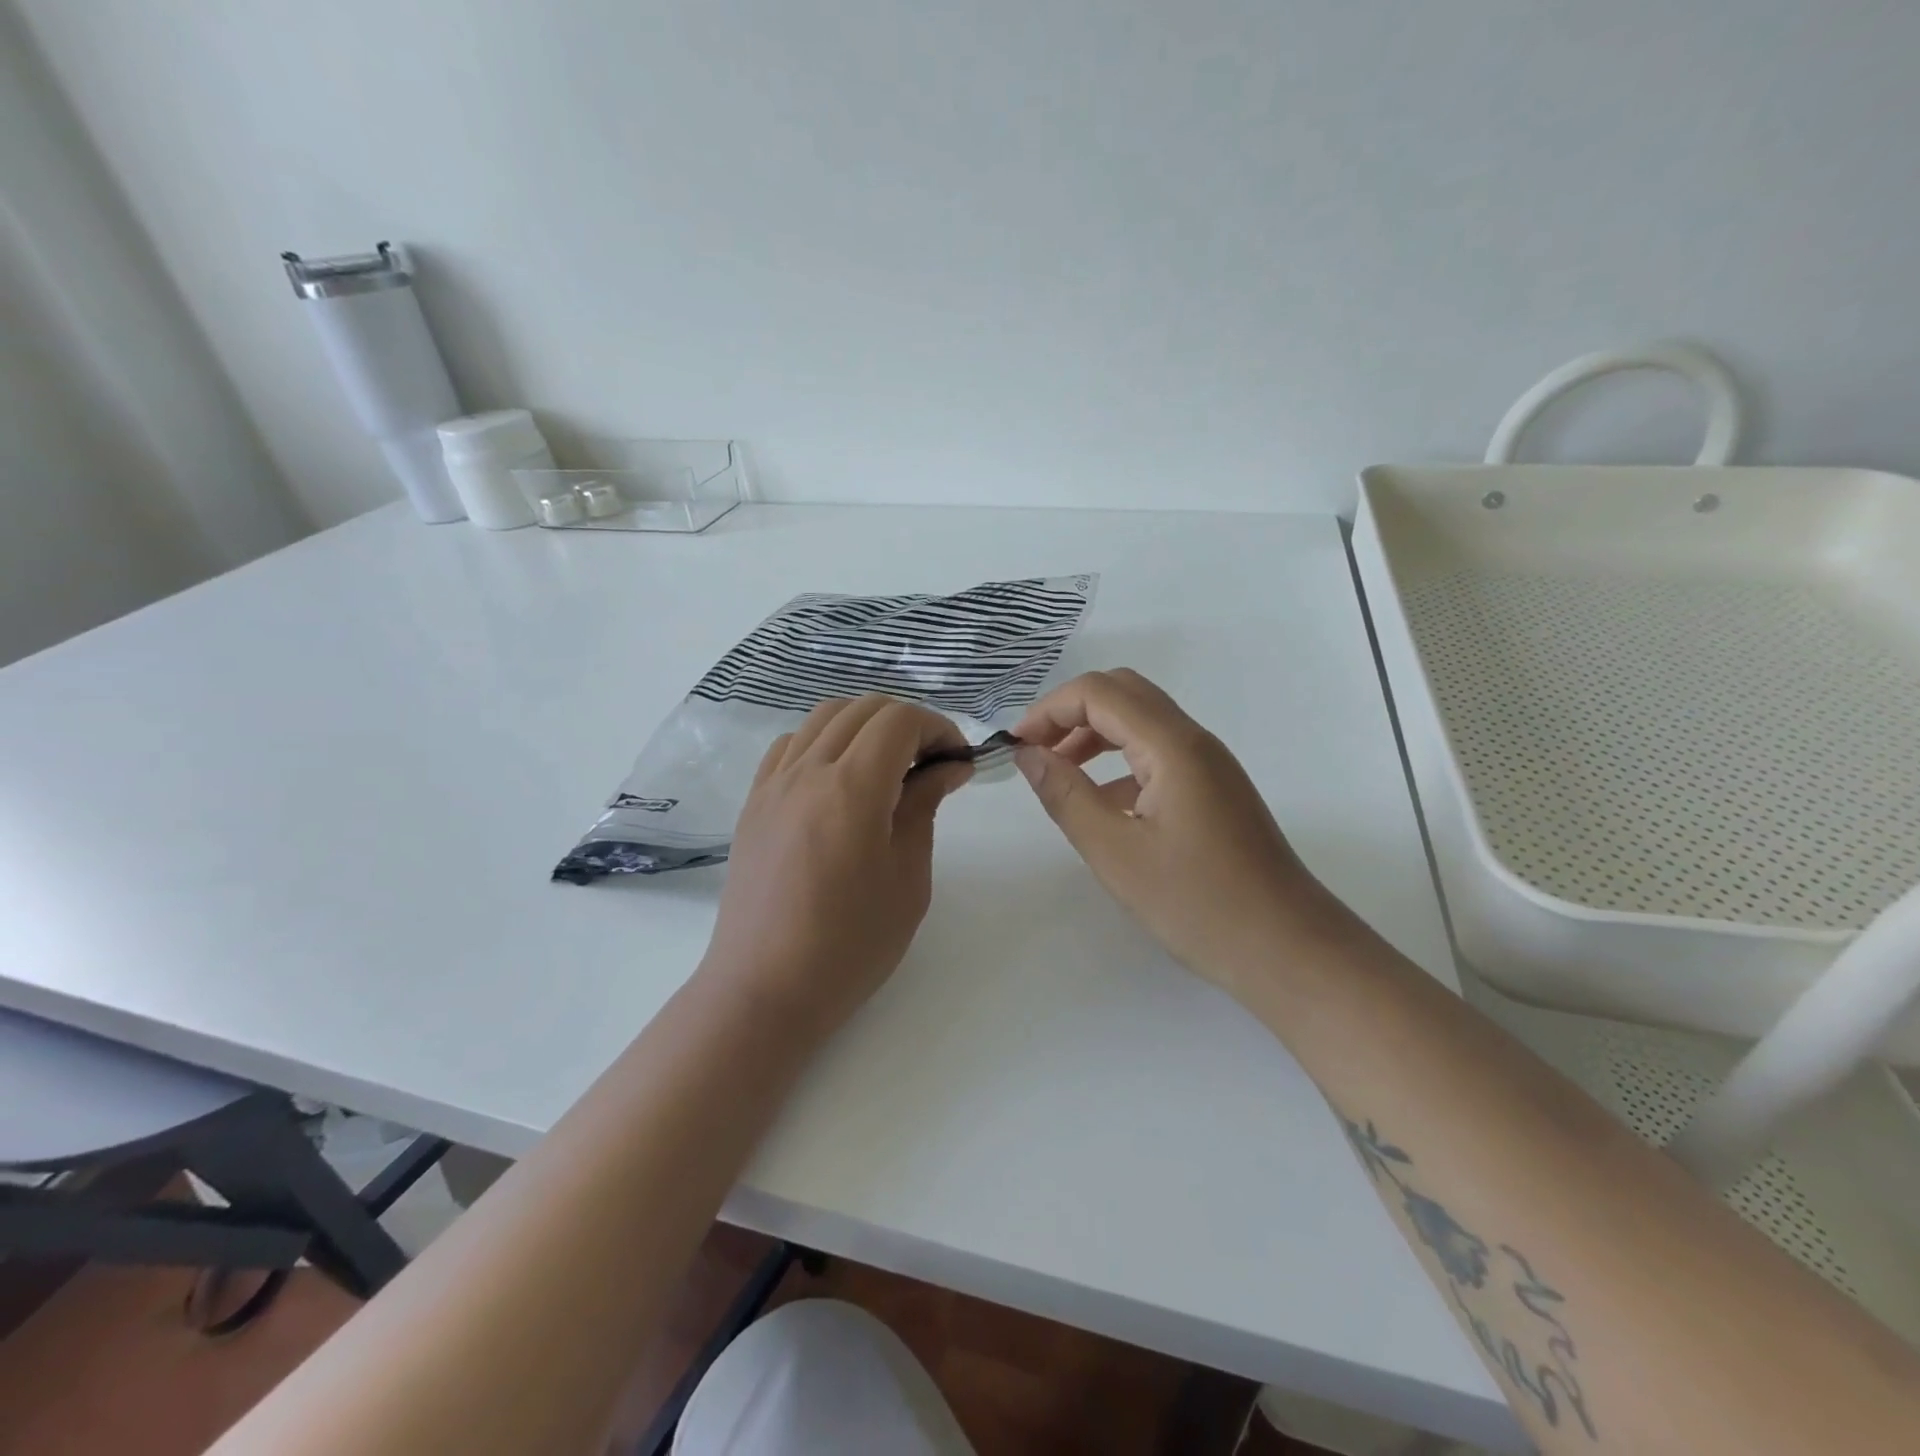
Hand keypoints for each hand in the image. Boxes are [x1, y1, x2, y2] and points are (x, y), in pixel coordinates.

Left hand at [701, 696, 971, 1037]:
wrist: (764, 988)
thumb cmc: (850, 944)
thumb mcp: (907, 878)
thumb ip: (924, 807)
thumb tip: (948, 767)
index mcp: (851, 788)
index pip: (899, 720)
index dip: (938, 728)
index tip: (958, 761)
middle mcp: (807, 771)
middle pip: (863, 708)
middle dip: (908, 722)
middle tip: (933, 763)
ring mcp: (773, 783)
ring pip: (824, 717)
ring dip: (866, 725)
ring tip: (889, 765)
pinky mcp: (754, 802)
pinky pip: (790, 744)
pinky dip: (825, 741)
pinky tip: (840, 777)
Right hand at [1013, 669, 1347, 998]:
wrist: (1288, 948)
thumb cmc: (1198, 904)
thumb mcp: (1115, 852)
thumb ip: (1066, 795)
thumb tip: (1028, 754)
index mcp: (1173, 746)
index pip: (1099, 693)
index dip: (1049, 710)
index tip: (1016, 747)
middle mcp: (1194, 741)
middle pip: (1123, 694)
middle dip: (1070, 713)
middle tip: (1036, 752)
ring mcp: (1210, 764)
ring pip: (1142, 722)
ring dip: (1095, 735)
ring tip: (1059, 774)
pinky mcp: (1215, 790)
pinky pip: (1159, 753)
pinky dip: (1120, 761)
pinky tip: (1102, 804)